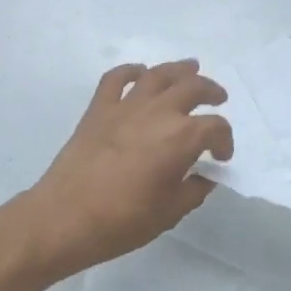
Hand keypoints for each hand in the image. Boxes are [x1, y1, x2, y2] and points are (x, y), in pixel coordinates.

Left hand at [19, 60, 234, 275]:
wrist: (65, 217)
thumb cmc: (123, 221)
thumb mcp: (169, 213)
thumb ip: (193, 191)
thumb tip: (204, 177)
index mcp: (181, 138)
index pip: (215, 127)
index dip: (225, 140)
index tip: (221, 158)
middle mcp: (157, 113)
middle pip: (192, 88)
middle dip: (210, 91)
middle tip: (218, 97)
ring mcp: (125, 106)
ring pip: (158, 75)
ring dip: (179, 69)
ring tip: (190, 69)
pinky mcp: (98, 109)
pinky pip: (116, 78)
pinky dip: (131, 71)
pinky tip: (140, 74)